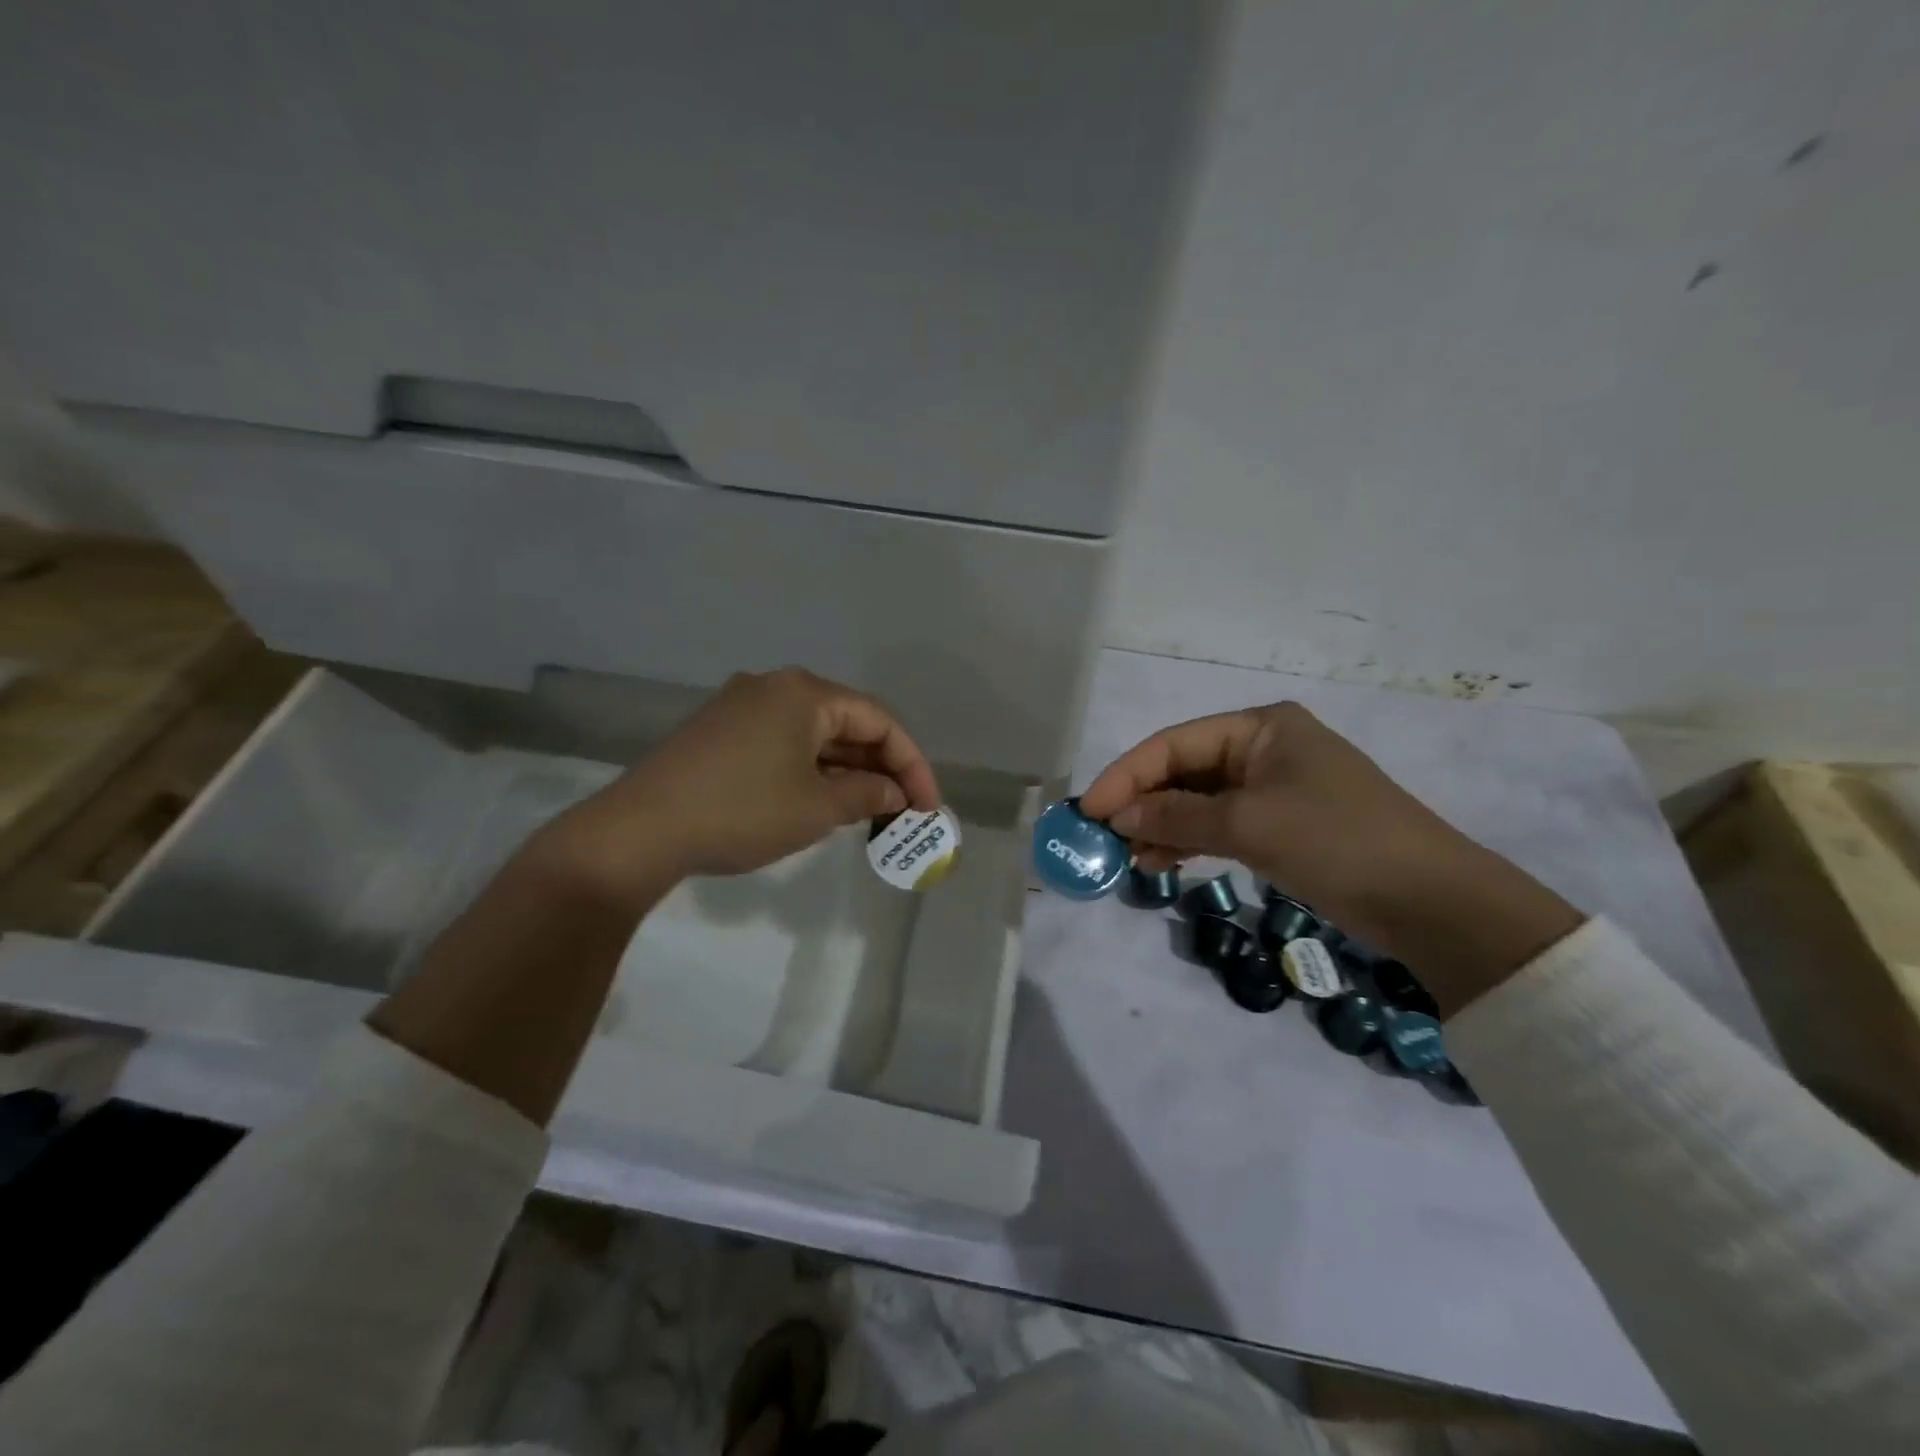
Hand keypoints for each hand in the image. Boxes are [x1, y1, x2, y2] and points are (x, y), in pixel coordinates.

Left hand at [541, 668, 941, 890]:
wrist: (640, 830)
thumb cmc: (742, 812)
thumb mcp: (816, 808)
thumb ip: (867, 794)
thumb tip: (894, 793)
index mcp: (804, 692)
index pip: (879, 720)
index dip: (912, 764)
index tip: (927, 807)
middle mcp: (775, 686)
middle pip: (847, 722)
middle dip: (879, 767)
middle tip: (902, 811)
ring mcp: (742, 706)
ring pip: (815, 735)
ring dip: (846, 770)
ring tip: (868, 811)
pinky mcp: (720, 731)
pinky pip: (784, 742)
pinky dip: (812, 769)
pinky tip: (822, 800)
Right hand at [1078, 702, 1580, 1013]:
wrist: (1433, 903)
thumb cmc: (1338, 842)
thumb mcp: (1250, 824)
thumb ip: (1177, 817)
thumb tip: (1117, 816)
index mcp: (1261, 727)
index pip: (1174, 744)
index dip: (1126, 776)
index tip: (1089, 811)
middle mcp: (1264, 748)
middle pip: (1183, 770)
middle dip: (1142, 802)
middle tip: (1103, 838)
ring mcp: (1274, 788)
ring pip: (1198, 800)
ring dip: (1161, 826)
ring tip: (1128, 857)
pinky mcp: (1281, 825)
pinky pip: (1220, 825)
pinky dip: (1190, 841)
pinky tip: (1161, 862)